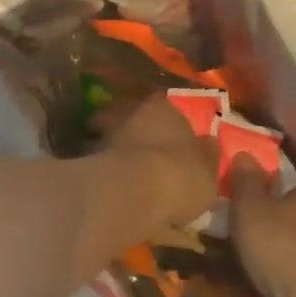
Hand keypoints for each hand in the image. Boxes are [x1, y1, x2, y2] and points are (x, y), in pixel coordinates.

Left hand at [104, 94, 218, 230]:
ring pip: (106, 135)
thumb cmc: (181, 176)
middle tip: (138, 148)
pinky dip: (99, 167)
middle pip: (128, 116)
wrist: (134, 193)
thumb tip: (210, 143)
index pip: (162, 104)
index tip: (165, 130)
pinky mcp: (85, 158)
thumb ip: (207, 155)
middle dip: (132, 129)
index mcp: (163, 108)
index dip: (164, 118)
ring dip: (111, 147)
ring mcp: (104, 134)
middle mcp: (130, 113)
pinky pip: (94, 160)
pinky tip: (106, 183)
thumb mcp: (208, 171)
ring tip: (119, 169)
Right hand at [228, 157, 295, 296]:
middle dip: (273, 221)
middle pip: (294, 213)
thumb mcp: (249, 207)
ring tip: (254, 259)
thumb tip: (244, 152)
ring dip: (281, 247)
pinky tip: (272, 278)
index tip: (245, 206)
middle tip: (245, 232)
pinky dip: (289, 268)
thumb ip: (245, 180)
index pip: (287, 185)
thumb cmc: (278, 246)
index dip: (265, 193)